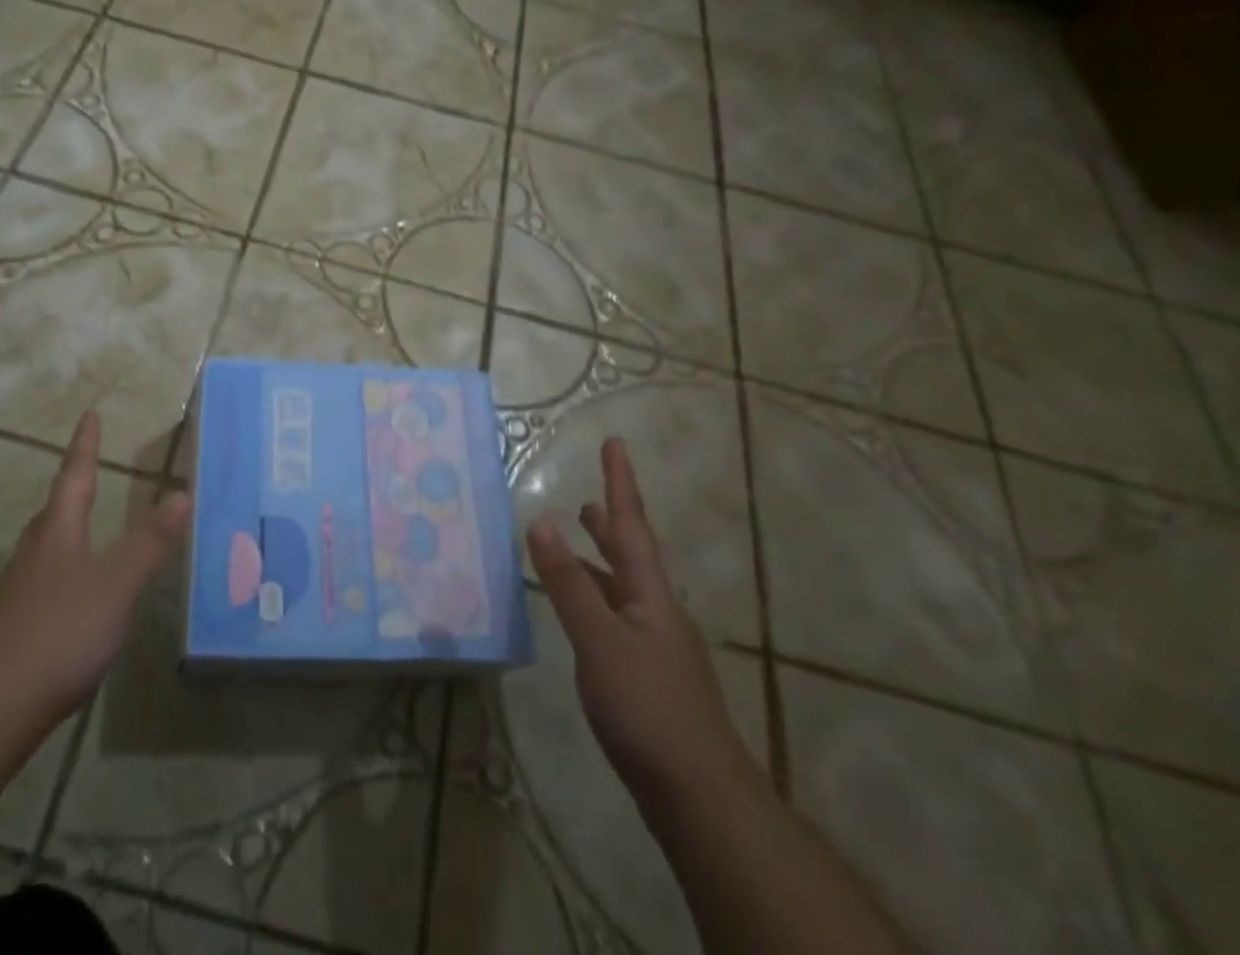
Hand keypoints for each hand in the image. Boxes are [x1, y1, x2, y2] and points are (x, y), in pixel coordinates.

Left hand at [0, 410, 190, 723]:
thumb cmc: (58, 631)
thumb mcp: (116, 584)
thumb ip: (149, 542)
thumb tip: (182, 492)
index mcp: (59, 533)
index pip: (75, 477)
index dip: (85, 447)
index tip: (88, 416)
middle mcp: (33, 554)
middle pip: (55, 512)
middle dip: (73, 490)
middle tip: (87, 473)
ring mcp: (16, 593)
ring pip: (45, 549)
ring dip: (65, 533)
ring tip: (83, 532)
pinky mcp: (9, 630)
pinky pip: (41, 585)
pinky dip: (61, 577)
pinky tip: (72, 602)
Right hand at [526, 439, 759, 808]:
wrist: (699, 795)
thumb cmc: (648, 707)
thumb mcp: (599, 640)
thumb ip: (568, 583)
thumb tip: (540, 520)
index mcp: (649, 594)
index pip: (631, 525)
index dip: (619, 484)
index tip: (616, 444)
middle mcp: (656, 611)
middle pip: (631, 554)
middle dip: (609, 524)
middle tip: (587, 500)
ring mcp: (656, 645)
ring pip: (623, 588)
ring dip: (600, 561)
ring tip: (577, 545)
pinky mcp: (648, 677)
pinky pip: (616, 617)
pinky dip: (595, 599)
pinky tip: (582, 615)